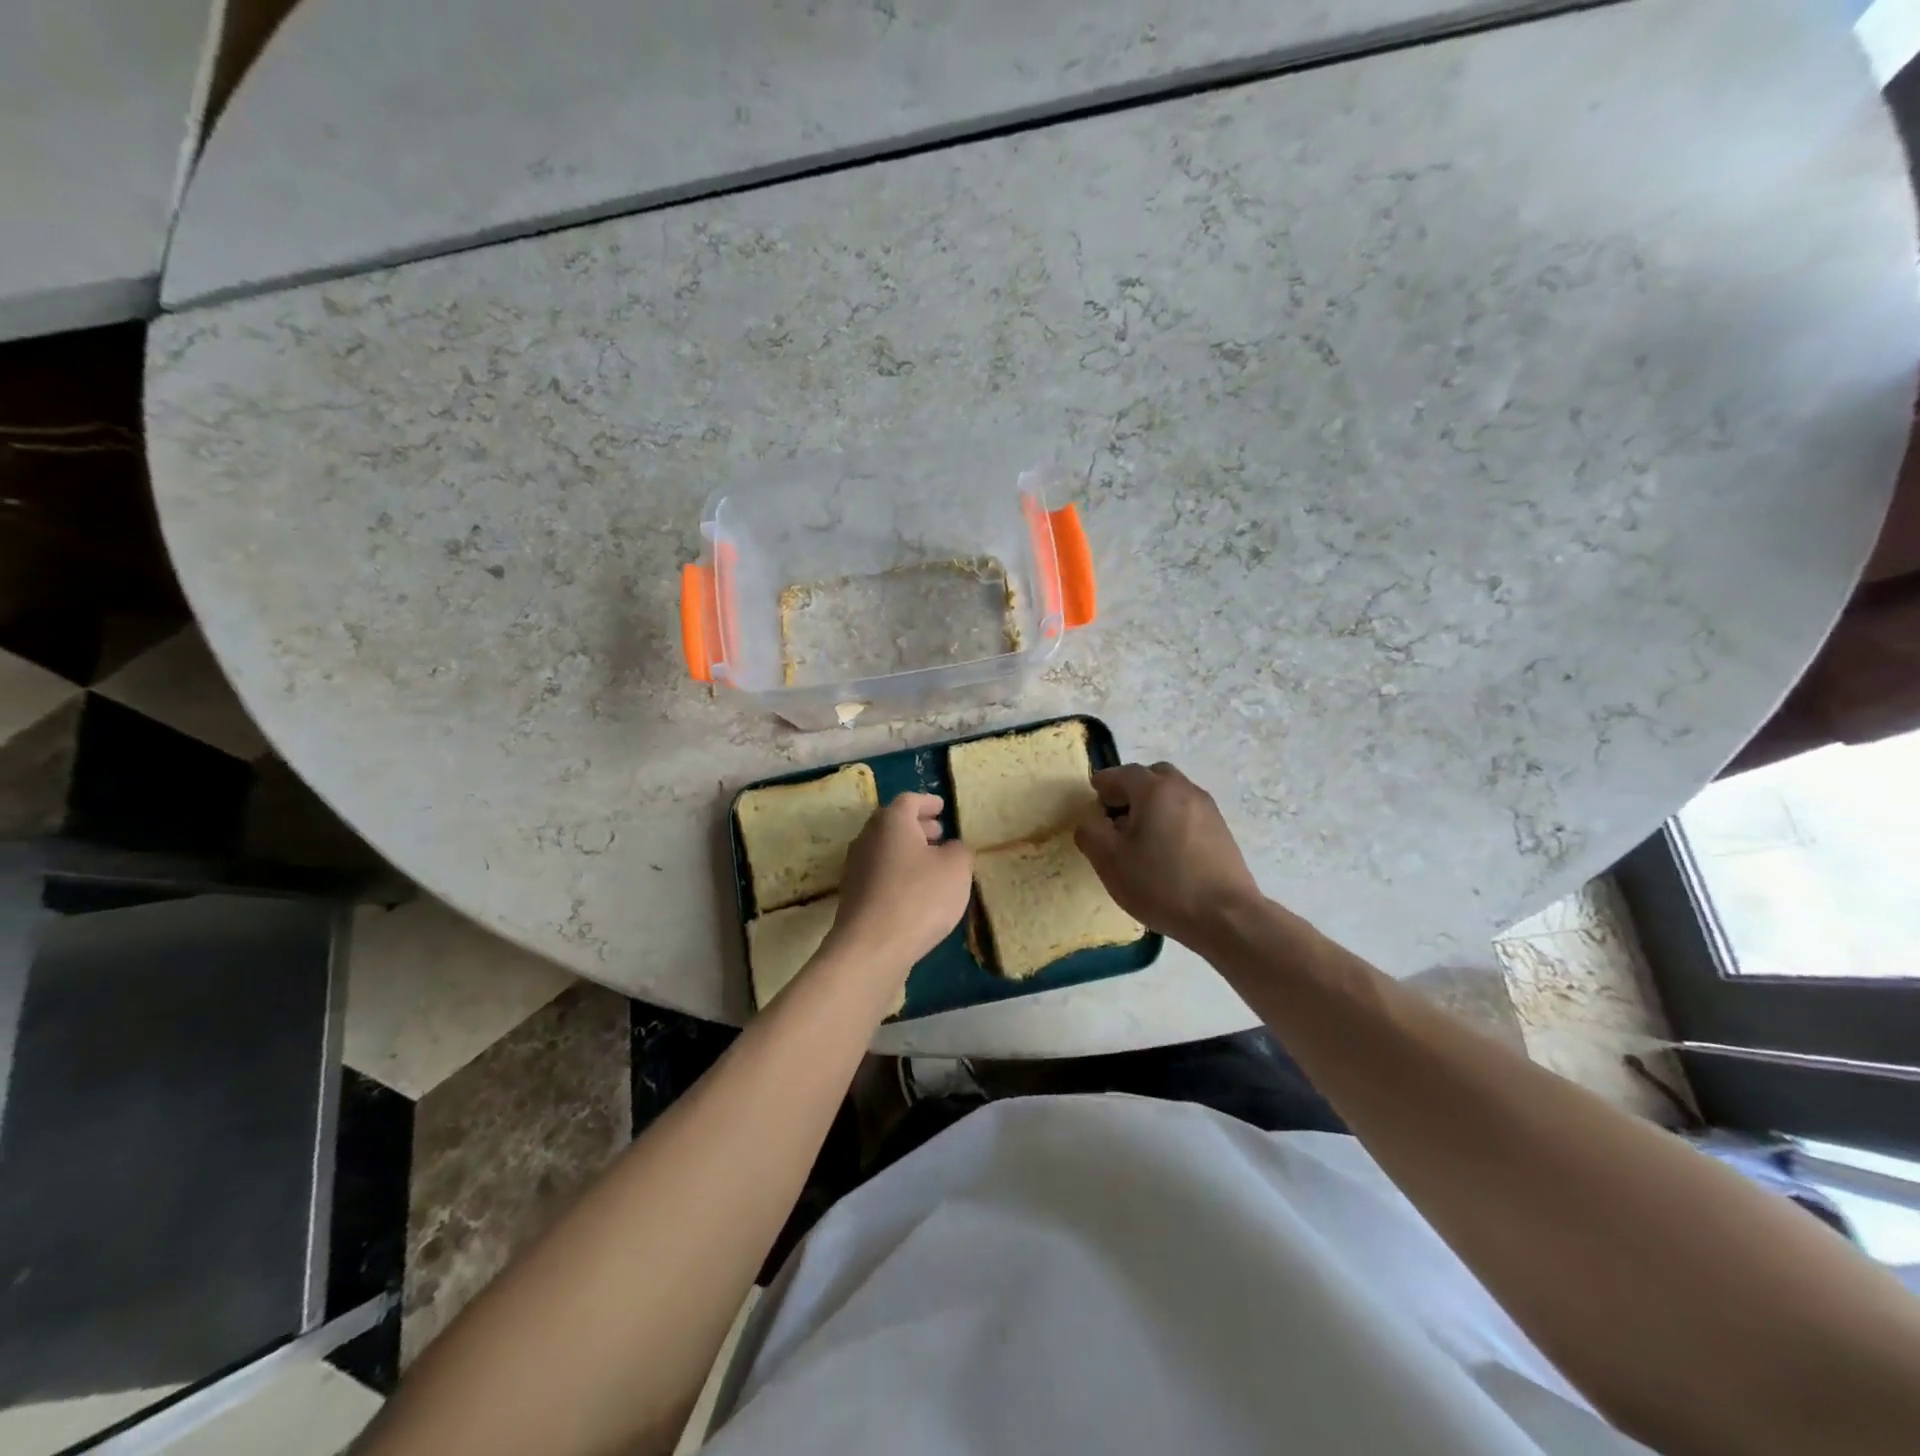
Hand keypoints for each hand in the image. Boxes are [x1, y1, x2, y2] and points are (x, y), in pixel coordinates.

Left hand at [828, 792, 974, 970]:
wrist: (871, 948)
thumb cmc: (919, 897)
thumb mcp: (956, 869)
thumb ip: (960, 850)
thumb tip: (952, 848)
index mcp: (891, 822)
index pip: (909, 800)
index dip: (928, 801)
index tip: (942, 806)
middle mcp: (868, 837)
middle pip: (893, 823)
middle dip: (918, 826)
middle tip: (939, 833)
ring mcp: (856, 867)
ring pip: (885, 848)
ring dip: (908, 850)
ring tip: (932, 863)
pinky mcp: (853, 895)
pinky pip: (880, 873)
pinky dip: (898, 872)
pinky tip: (916, 891)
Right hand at [1075, 762, 1264, 947]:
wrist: (1226, 917)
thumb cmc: (1161, 884)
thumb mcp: (1109, 860)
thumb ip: (1090, 831)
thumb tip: (1091, 820)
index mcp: (1155, 790)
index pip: (1122, 773)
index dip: (1103, 784)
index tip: (1092, 800)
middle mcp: (1184, 789)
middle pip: (1152, 777)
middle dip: (1130, 791)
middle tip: (1116, 817)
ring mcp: (1208, 809)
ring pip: (1172, 795)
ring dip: (1152, 806)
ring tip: (1140, 839)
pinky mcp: (1221, 831)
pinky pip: (1187, 813)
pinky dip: (1171, 820)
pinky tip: (1165, 852)